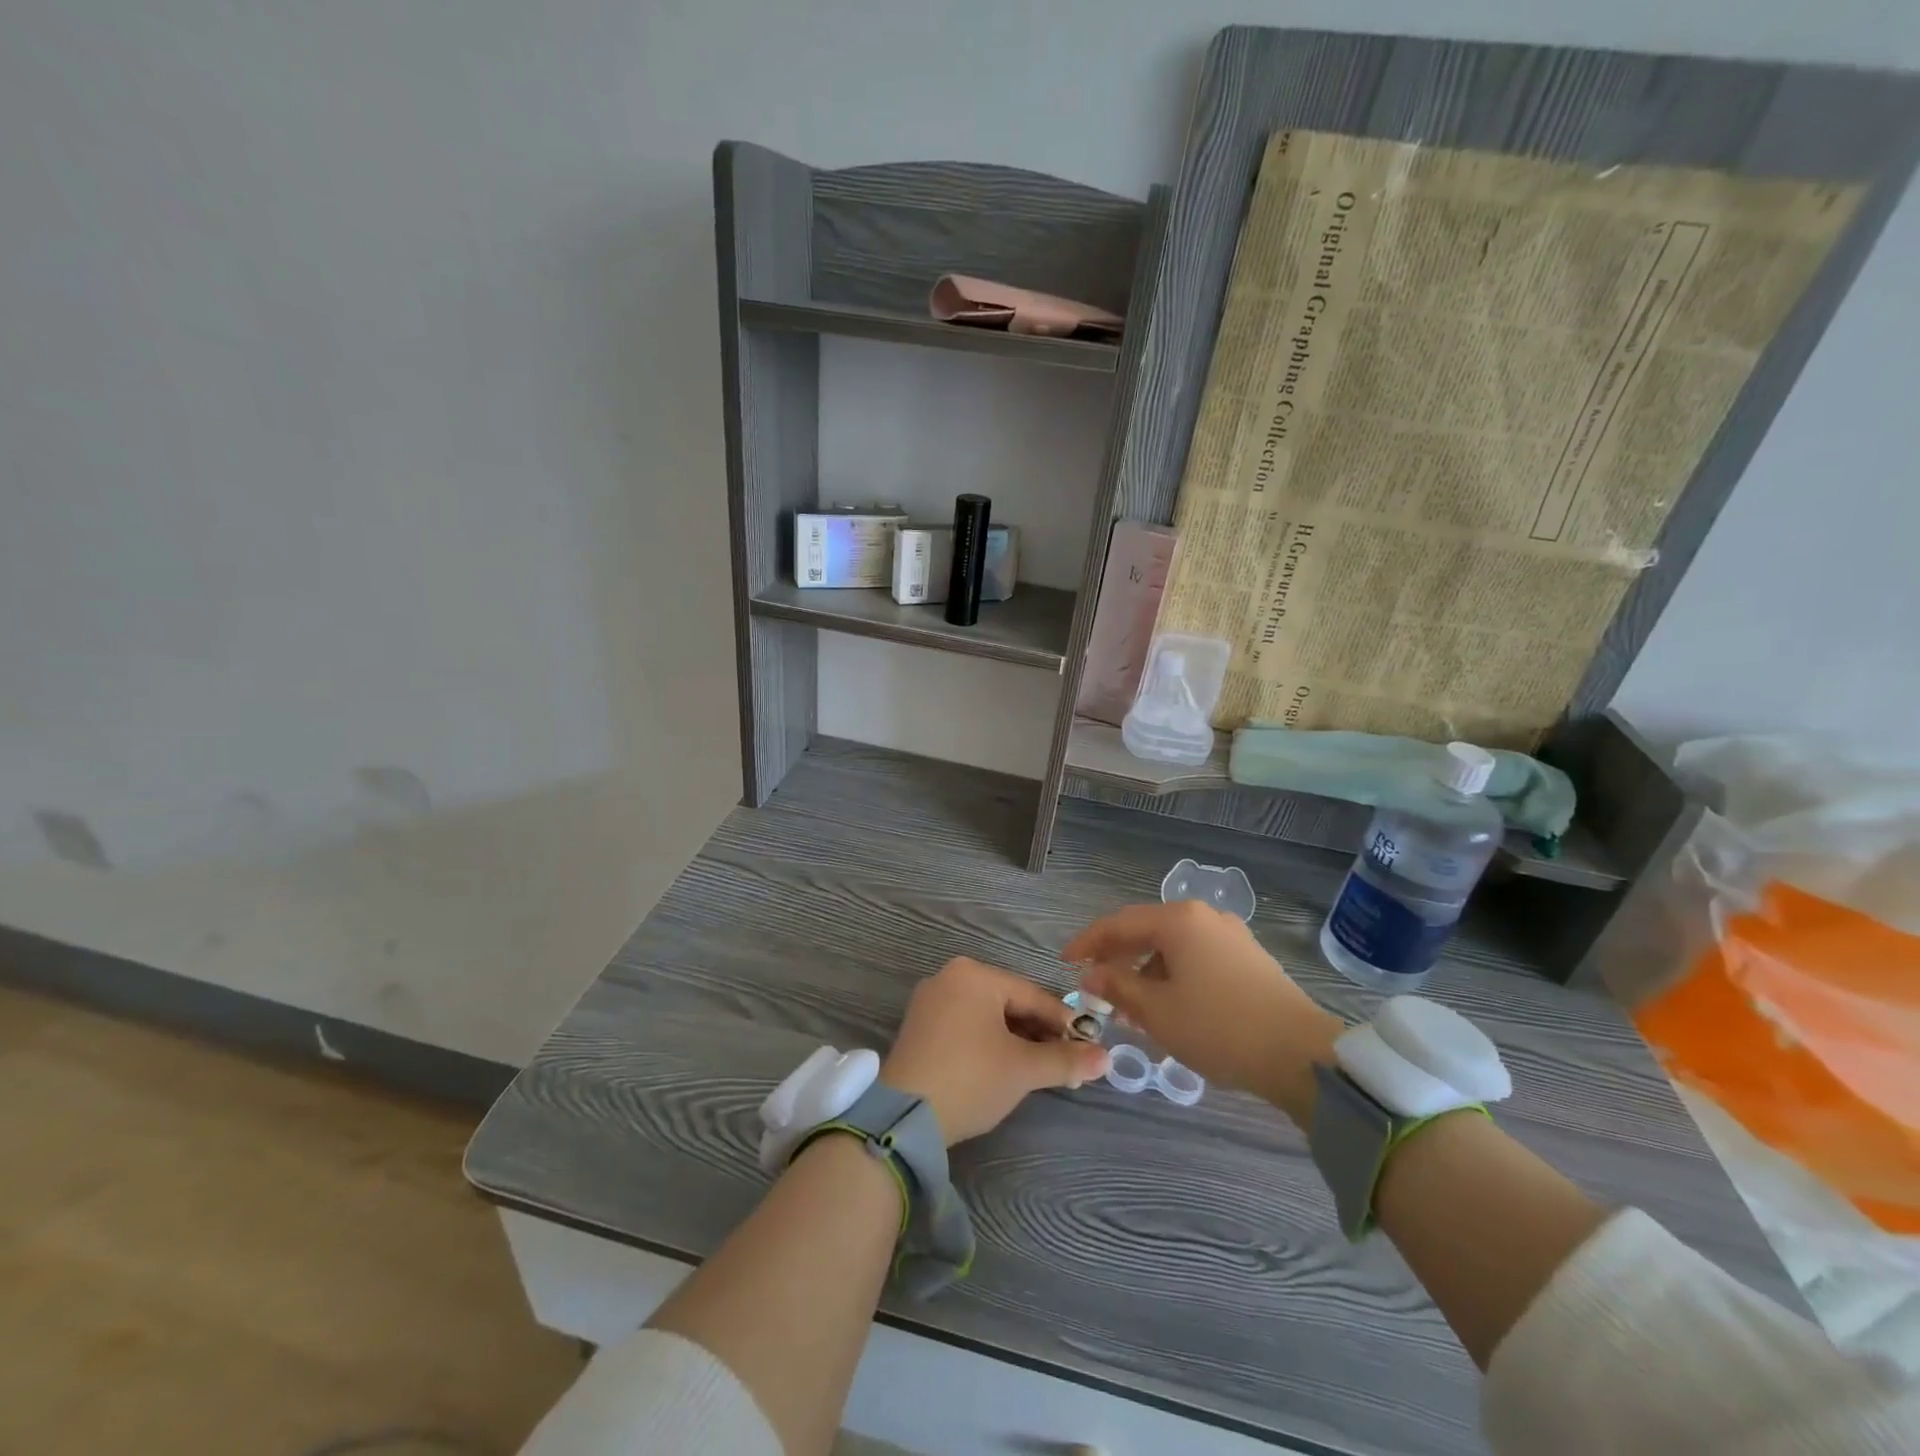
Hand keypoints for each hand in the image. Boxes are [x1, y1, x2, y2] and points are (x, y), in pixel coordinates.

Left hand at [881, 957, 1109, 1145]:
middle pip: (1009, 1004)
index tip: (1088, 1047)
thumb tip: (1106, 1058)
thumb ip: (1065, 1060)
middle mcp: (949, 978)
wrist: (904, 1118)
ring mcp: (930, 1002)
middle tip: (1065, 1063)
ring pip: (987, 1017)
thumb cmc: (971, 1079)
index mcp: (974, 974)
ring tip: (1039, 1070)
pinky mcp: (919, 1027)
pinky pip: (966, 1026)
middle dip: (1039, 1034)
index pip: (1032, 995)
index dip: (1063, 1023)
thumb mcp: (1023, 1069)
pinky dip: (989, 1044)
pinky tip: (1004, 1068)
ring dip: (1016, 1041)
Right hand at [1063, 901, 1343, 1123]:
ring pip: (1173, 947)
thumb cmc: (1218, 1027)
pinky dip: (1174, 977)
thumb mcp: (1156, 1011)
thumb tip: (1090, 975)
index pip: (1119, 924)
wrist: (1301, 1055)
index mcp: (1178, 920)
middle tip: (1097, 988)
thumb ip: (1117, 987)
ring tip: (1132, 1009)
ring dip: (1146, 972)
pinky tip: (1169, 1007)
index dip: (1088, 943)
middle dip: (1118, 960)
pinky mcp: (1249, 959)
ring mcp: (1231, 936)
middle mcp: (1204, 917)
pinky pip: (1197, 958)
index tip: (1065, 962)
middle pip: (1147, 931)